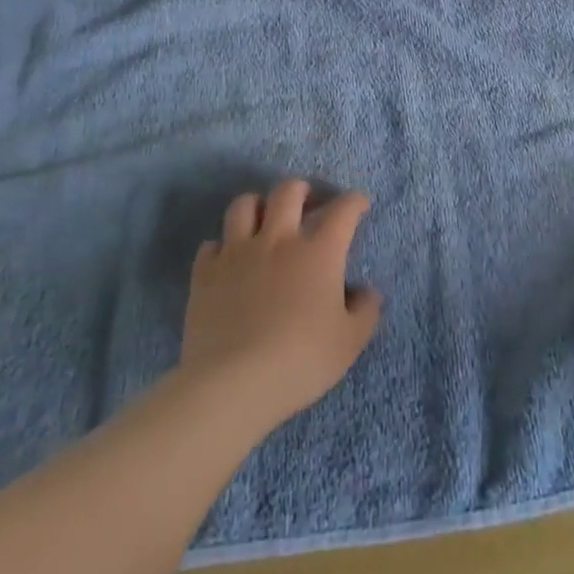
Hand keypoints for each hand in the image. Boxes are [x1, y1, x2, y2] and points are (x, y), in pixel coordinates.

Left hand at [179, 179, 381, 433]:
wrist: (233, 384)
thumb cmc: (300, 361)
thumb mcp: (349, 342)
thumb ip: (365, 311)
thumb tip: (366, 291)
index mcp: (318, 251)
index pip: (343, 209)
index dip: (354, 201)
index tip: (359, 203)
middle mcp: (279, 239)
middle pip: (289, 190)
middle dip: (303, 189)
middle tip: (308, 202)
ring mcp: (238, 252)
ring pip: (244, 204)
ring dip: (258, 206)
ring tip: (264, 222)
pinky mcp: (206, 273)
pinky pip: (212, 244)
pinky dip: (222, 247)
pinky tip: (229, 262)